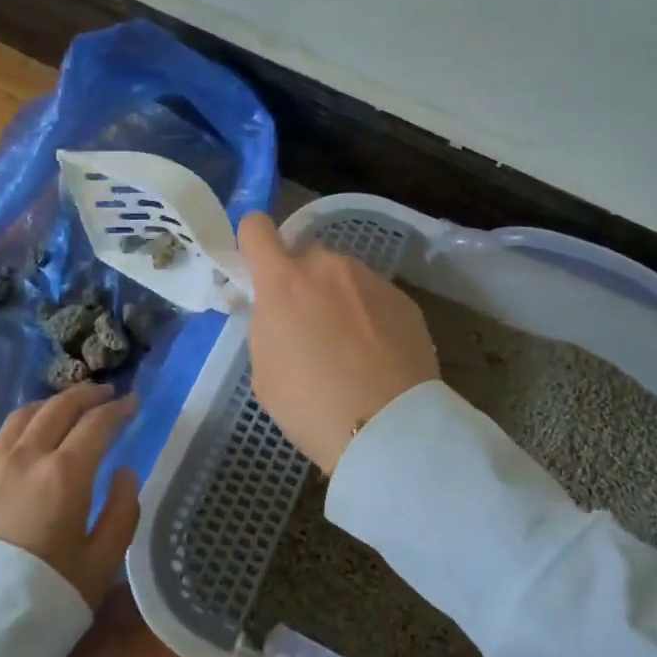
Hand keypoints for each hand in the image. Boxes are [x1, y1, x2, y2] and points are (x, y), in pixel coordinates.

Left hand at [0, 383, 140, 609]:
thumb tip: (124, 473)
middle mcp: (26, 457)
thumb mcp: (100, 564)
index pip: (97, 423)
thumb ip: (121, 512)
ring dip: (50, 404)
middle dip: (86, 395)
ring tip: (65, 406)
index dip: (119, 409)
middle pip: (58, 408)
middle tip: (106, 393)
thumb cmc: (43, 599)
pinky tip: (20, 438)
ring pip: (22, 417)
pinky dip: (15, 430)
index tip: (134, 403)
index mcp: (65, 472)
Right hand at [238, 211, 439, 473]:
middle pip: (304, 256)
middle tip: (305, 326)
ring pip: (341, 276)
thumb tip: (276, 311)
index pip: (256, 229)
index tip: (256, 271)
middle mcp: (328, 267)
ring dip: (336, 297)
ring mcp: (370, 279)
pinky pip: (373, 295)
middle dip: (299, 282)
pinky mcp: (404, 299)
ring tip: (347, 346)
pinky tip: (376, 354)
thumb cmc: (311, 406)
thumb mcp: (264, 372)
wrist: (389, 428)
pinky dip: (368, 314)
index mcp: (284, 281)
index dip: (252, 245)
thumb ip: (266, 326)